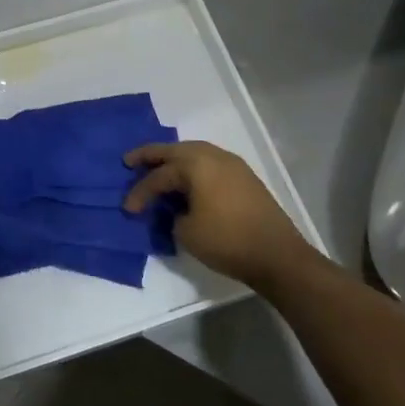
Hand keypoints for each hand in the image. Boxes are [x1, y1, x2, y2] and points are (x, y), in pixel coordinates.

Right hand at [123, 142, 317, 288]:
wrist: (277, 254)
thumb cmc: (227, 241)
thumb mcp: (186, 232)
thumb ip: (172, 215)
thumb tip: (176, 210)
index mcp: (195, 164)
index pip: (159, 176)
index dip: (140, 192)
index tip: (127, 208)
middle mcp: (213, 155)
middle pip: (174, 150)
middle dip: (151, 155)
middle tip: (130, 161)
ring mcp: (232, 164)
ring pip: (194, 152)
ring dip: (174, 159)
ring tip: (158, 168)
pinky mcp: (244, 176)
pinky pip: (209, 162)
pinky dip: (193, 166)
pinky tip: (187, 179)